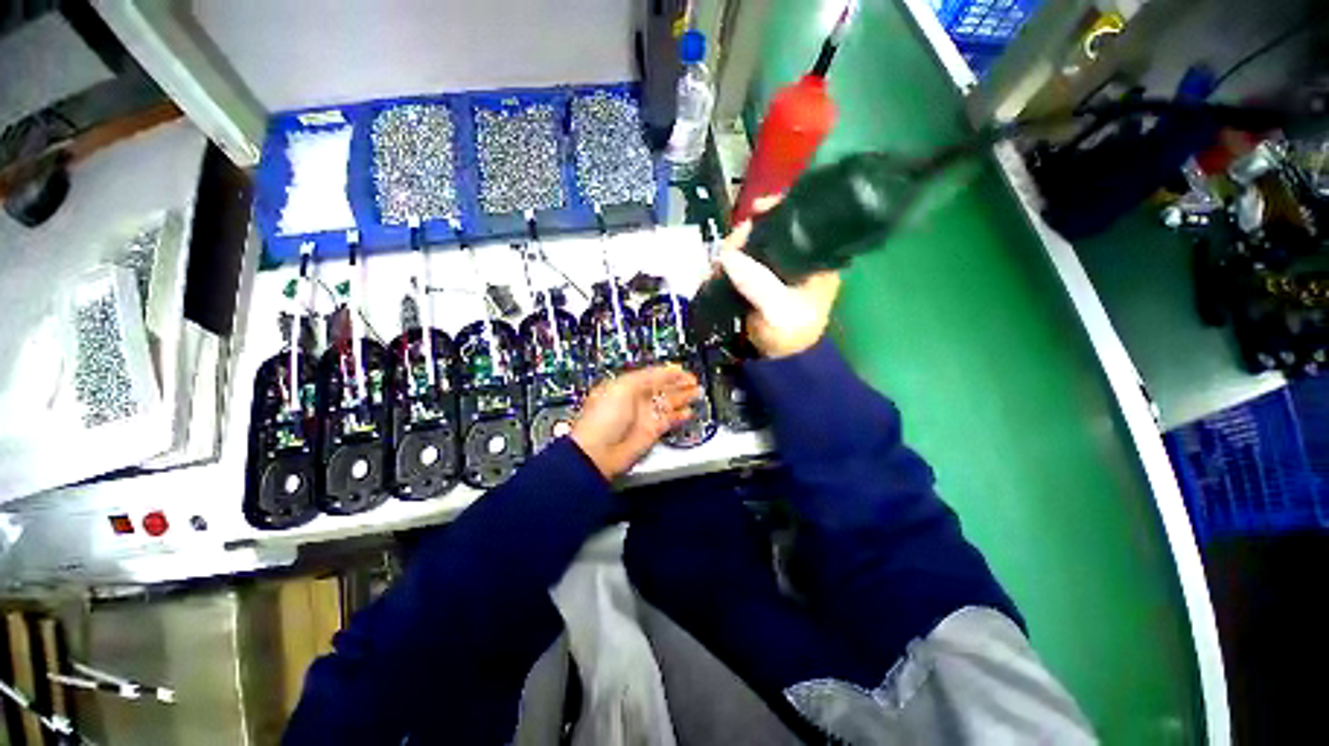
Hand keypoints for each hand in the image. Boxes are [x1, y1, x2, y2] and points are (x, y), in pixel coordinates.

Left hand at [570, 365, 701, 479]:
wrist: (598, 451)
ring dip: (683, 397)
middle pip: (663, 388)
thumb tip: (665, 371)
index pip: (652, 375)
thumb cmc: (603, 417)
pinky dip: (680, 416)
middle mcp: (637, 400)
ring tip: (697, 392)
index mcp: (627, 386)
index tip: (682, 369)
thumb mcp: (623, 387)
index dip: (668, 372)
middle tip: (694, 380)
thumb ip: (646, 377)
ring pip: (669, 403)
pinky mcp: (652, 431)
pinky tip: (689, 411)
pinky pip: (670, 421)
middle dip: (679, 383)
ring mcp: (645, 416)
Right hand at [717, 198, 840, 357]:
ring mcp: (775, 268)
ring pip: (752, 244)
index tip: (756, 211)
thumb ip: (757, 283)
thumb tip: (728, 256)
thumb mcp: (777, 310)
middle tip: (728, 250)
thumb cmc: (789, 334)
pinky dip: (728, 261)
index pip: (802, 221)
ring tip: (718, 264)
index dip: (780, 209)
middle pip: (771, 229)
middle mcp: (796, 258)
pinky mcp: (758, 278)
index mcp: (815, 260)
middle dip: (747, 234)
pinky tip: (718, 268)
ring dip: (733, 248)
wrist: (777, 361)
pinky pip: (742, 260)